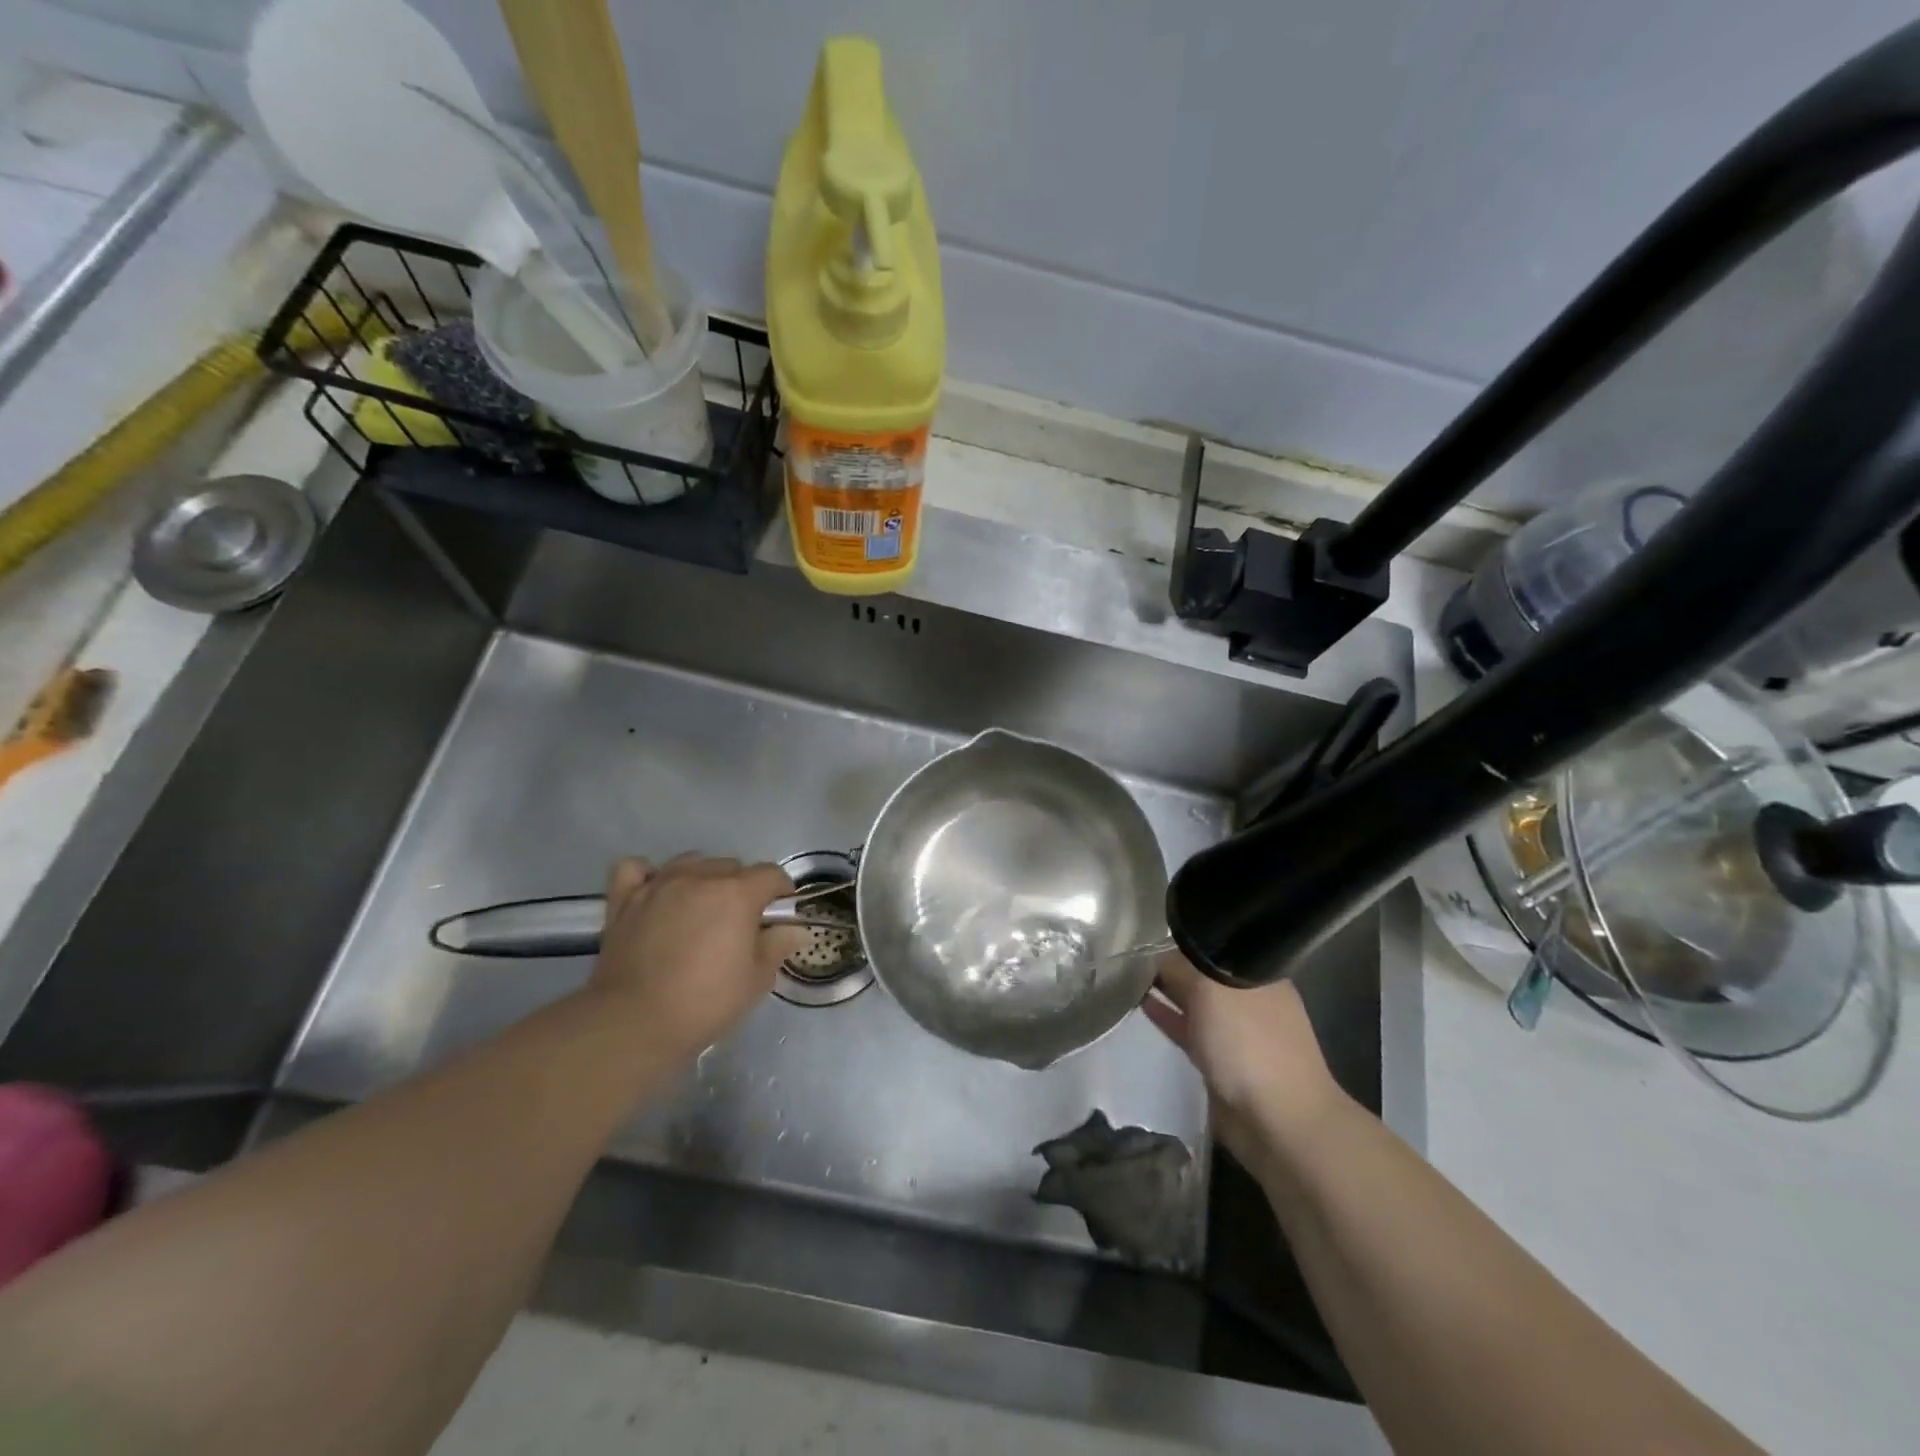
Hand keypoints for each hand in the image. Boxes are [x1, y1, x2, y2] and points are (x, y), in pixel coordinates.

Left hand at [586, 855, 805, 1062]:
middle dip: (742, 888)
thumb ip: (778, 945)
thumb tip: (793, 929)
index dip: (781, 892)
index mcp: (737, 893)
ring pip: (690, 862)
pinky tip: (656, 894)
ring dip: (702, 878)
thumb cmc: (705, 1001)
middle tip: (739, 923)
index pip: (771, 874)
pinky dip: (649, 875)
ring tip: (700, 909)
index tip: (779, 915)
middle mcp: (699, 878)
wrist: (634, 1022)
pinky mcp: (625, 899)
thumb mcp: (757, 980)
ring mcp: (659, 885)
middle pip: (731, 866)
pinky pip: (636, 869)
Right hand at [1144, 952, 1346, 1171]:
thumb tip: (1156, 957)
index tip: (1150, 935)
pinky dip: (1170, 1020)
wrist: (1279, 1122)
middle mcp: (1250, 1000)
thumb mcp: (1208, 990)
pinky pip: (1191, 1033)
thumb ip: (1179, 969)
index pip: (1214, 946)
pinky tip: (1145, 1007)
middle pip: (1204, 974)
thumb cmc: (1248, 1043)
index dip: (1183, 940)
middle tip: (1132, 954)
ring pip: (1197, 1005)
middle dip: (1172, 965)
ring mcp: (1238, 1034)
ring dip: (1168, 993)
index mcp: (1258, 975)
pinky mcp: (1223, 1063)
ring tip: (1130, 979)